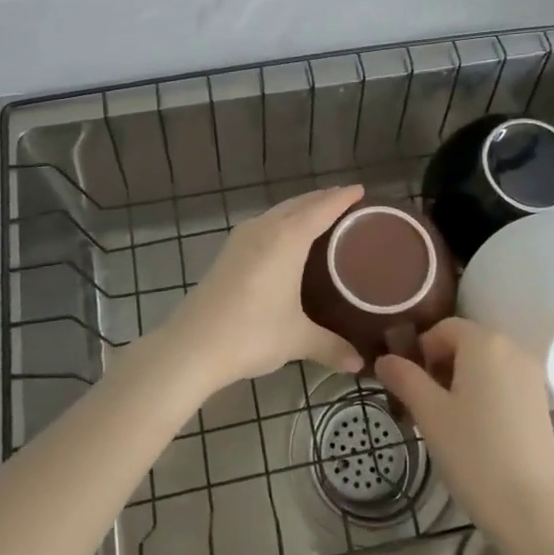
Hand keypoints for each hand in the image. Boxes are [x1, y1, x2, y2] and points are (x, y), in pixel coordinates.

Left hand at [160, 186, 365, 392]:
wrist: (192, 345)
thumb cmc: (252, 333)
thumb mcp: (297, 339)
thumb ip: (331, 346)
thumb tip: (360, 365)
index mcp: (288, 238)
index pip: (322, 208)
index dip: (342, 197)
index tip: (361, 189)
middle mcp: (265, 228)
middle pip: (299, 203)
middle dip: (323, 199)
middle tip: (347, 201)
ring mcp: (242, 237)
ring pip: (278, 212)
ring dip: (300, 208)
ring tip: (321, 216)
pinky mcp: (228, 251)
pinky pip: (264, 223)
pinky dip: (283, 221)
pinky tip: (287, 238)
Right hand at [375, 318, 553, 541]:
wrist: (534, 511)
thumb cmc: (475, 454)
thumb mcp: (430, 414)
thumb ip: (405, 379)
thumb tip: (384, 359)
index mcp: (484, 342)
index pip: (443, 328)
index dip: (421, 351)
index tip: (409, 385)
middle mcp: (513, 348)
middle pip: (466, 343)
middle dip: (440, 366)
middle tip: (423, 405)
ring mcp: (532, 376)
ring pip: (485, 365)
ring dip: (461, 381)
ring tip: (447, 421)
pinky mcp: (542, 403)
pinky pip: (504, 383)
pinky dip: (485, 394)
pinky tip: (476, 432)